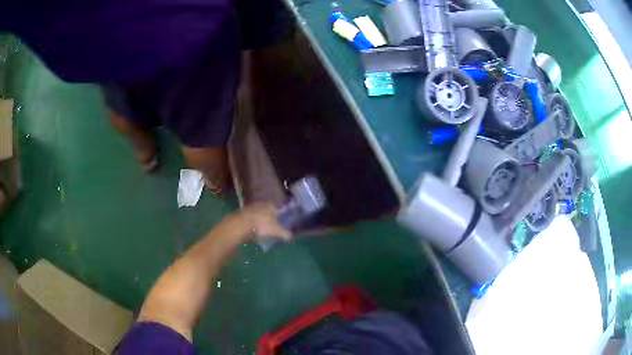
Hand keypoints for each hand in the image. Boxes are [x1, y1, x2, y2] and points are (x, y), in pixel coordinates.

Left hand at [239, 202, 291, 241]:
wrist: (241, 224)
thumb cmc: (262, 225)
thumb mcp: (276, 231)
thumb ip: (285, 233)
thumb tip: (291, 236)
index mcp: (271, 205)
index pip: (278, 207)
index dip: (280, 214)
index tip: (281, 220)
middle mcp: (261, 203)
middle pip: (268, 209)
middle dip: (270, 216)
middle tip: (272, 225)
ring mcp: (251, 206)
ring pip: (258, 212)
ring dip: (260, 218)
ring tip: (262, 228)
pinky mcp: (242, 211)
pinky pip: (250, 216)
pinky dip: (252, 221)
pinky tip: (252, 228)